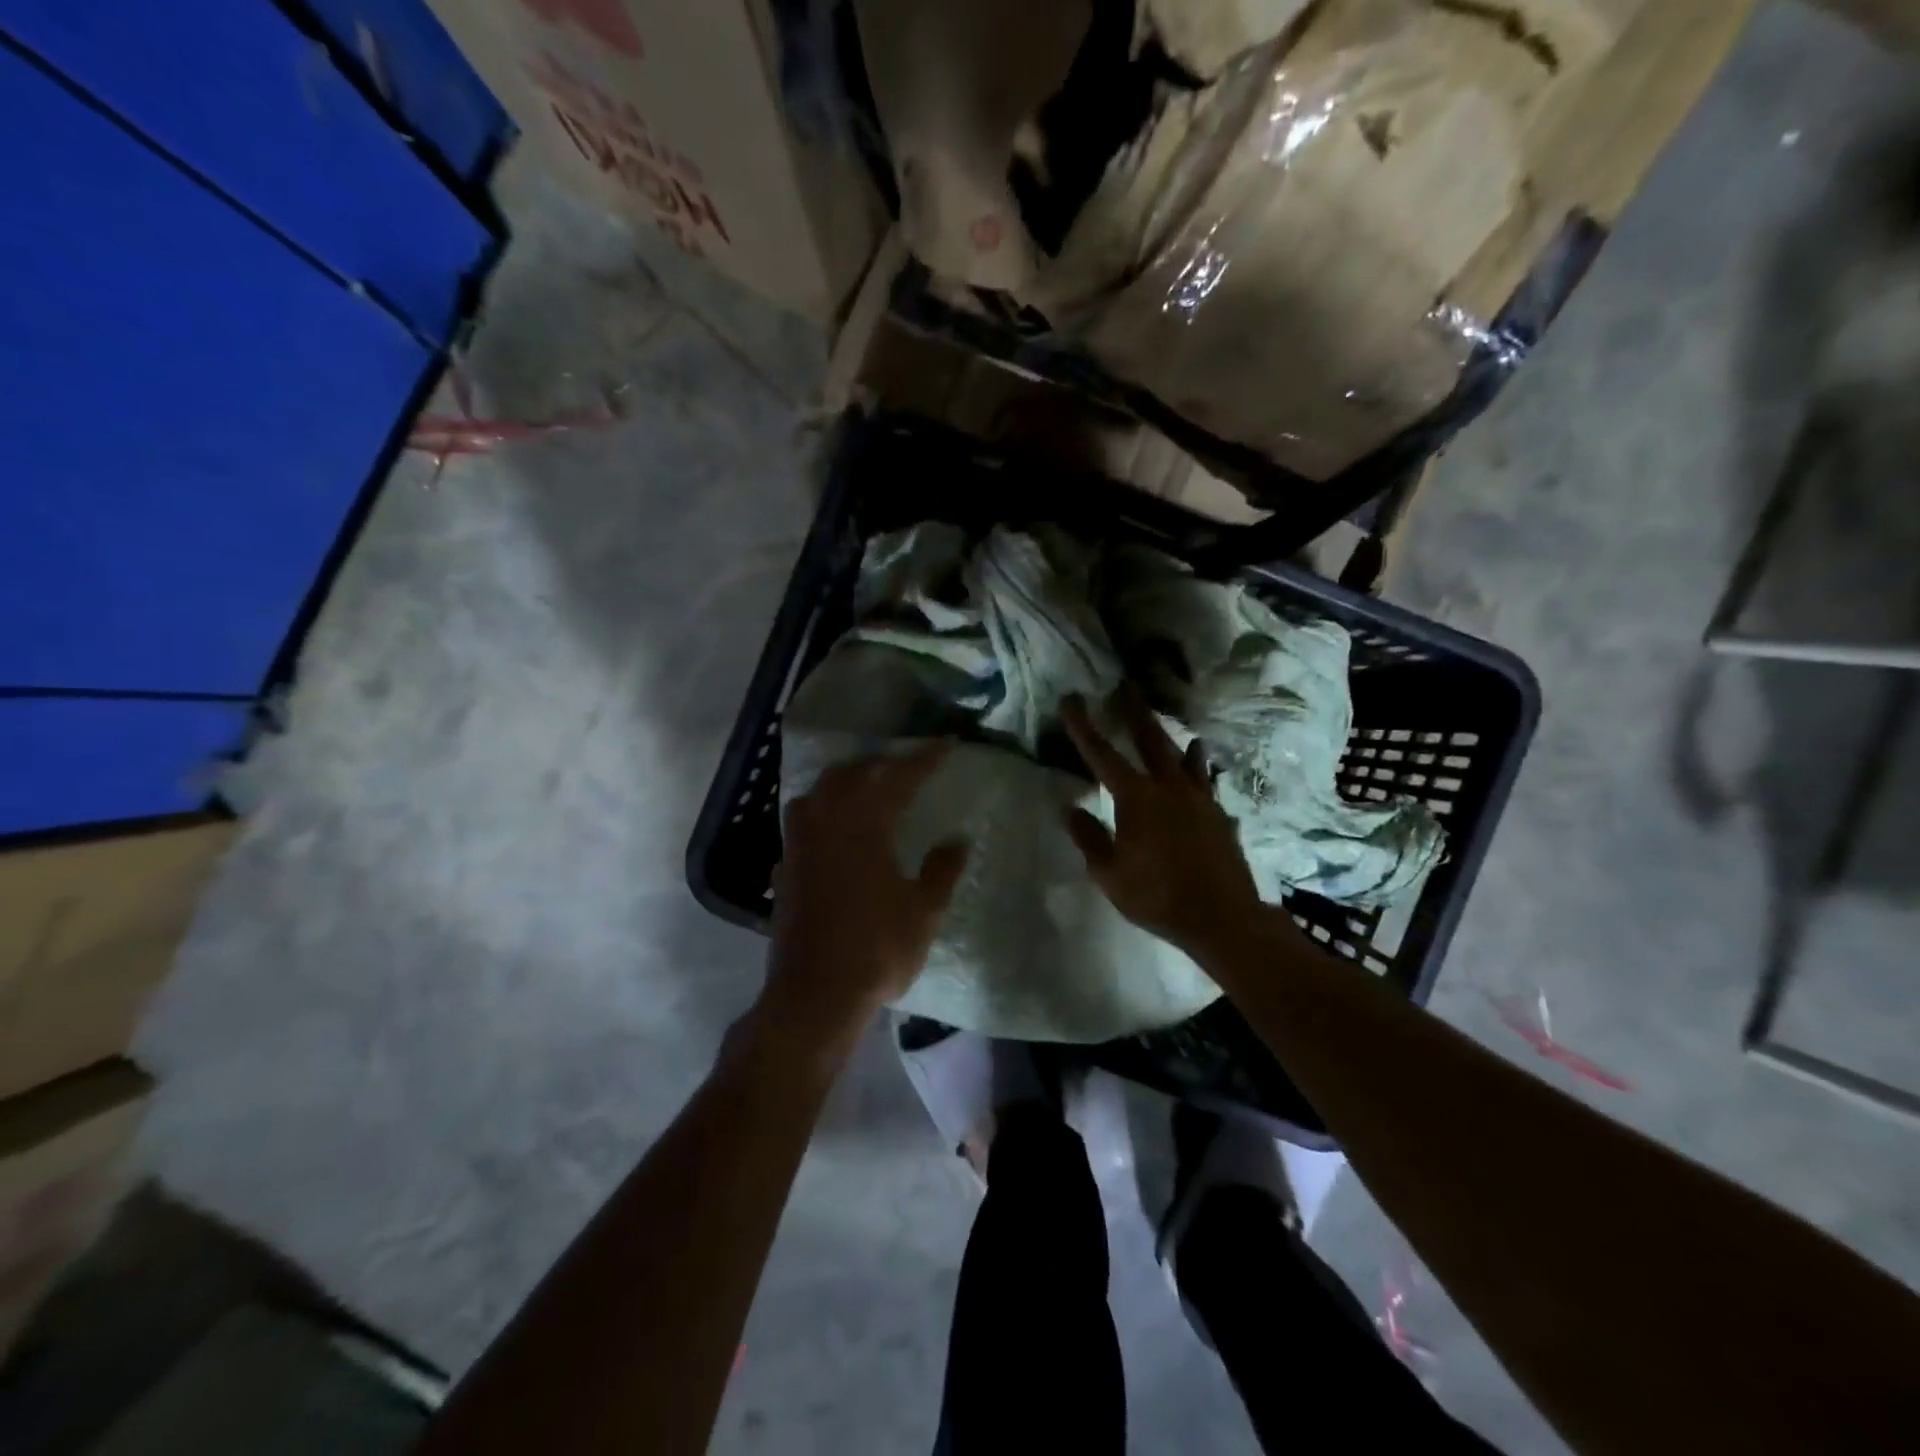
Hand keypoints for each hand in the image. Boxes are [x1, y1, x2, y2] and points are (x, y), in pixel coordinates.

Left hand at [760, 745, 968, 1056]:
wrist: (814, 993)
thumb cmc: (876, 948)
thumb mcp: (923, 911)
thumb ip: (942, 870)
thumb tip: (958, 840)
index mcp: (864, 824)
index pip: (898, 777)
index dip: (923, 760)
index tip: (945, 745)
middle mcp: (827, 822)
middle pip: (852, 775)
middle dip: (882, 764)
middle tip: (907, 767)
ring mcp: (800, 844)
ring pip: (819, 792)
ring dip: (844, 781)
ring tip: (866, 787)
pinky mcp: (785, 867)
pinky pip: (802, 820)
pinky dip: (822, 810)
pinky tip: (833, 827)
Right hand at [1061, 690, 1267, 958]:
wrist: (1222, 917)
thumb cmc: (1157, 897)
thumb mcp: (1109, 873)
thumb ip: (1089, 837)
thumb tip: (1068, 808)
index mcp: (1136, 799)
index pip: (1102, 754)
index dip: (1083, 727)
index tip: (1071, 700)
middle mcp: (1169, 788)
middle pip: (1150, 739)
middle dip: (1135, 711)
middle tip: (1127, 685)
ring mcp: (1199, 799)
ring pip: (1184, 757)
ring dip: (1173, 737)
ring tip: (1171, 726)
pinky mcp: (1219, 814)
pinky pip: (1205, 781)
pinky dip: (1198, 769)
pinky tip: (1199, 770)